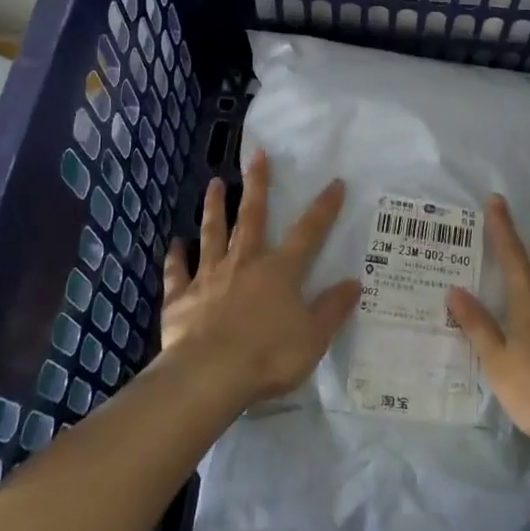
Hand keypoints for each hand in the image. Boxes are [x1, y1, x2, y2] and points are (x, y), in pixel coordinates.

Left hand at [160, 151, 359, 405]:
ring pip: (213, 233)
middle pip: (252, 216)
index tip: (335, 182)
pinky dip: (176, 257)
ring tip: (214, 183)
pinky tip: (174, 244)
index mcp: (281, 270)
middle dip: (258, 184)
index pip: (309, 231)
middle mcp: (245, 262)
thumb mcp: (314, 337)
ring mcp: (210, 276)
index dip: (324, 207)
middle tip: (256, 155)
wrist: (209, 375)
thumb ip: (333, 308)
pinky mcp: (181, 297)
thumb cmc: (269, 355)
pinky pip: (178, 272)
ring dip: (215, 207)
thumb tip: (355, 282)